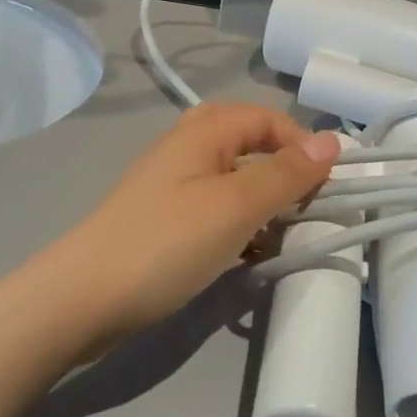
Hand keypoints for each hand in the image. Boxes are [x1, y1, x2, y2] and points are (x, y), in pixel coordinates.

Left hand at [49, 103, 339, 338]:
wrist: (83, 298)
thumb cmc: (167, 243)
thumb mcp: (237, 205)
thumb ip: (286, 173)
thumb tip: (333, 140)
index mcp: (203, 132)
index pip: (267, 118)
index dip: (301, 144)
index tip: (324, 186)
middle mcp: (185, 148)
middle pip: (246, 141)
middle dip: (280, 169)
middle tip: (302, 203)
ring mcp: (170, 185)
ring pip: (230, 177)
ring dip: (260, 199)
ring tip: (281, 233)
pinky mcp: (162, 220)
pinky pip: (212, 207)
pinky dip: (237, 222)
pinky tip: (247, 252)